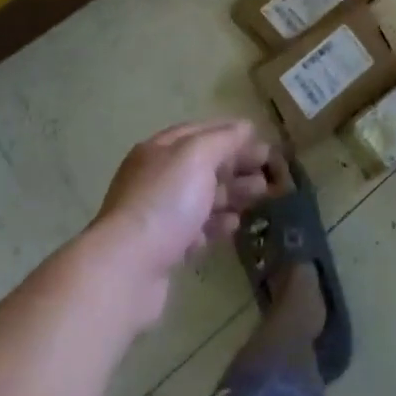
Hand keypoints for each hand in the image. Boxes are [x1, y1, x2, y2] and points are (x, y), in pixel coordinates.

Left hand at [93, 120, 271, 324]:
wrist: (127, 268)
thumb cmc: (165, 202)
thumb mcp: (197, 156)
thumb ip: (223, 139)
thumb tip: (245, 126)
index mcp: (160, 150)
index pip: (200, 131)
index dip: (231, 133)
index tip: (261, 142)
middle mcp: (157, 177)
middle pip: (203, 165)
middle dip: (237, 165)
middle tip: (268, 174)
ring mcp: (158, 214)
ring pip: (202, 197)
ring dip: (232, 194)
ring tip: (260, 197)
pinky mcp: (163, 248)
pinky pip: (196, 229)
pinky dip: (216, 224)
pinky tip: (234, 225)